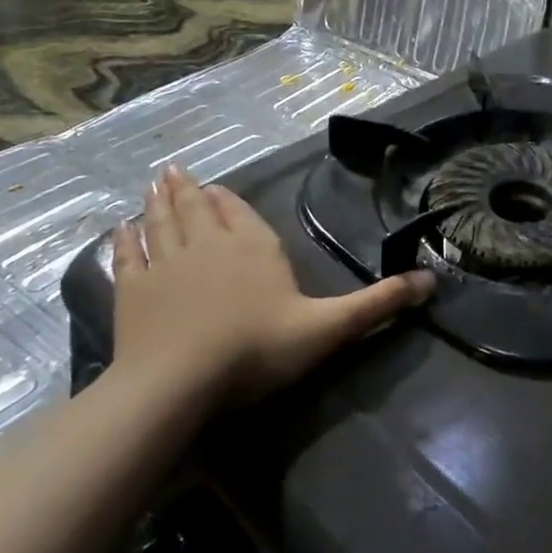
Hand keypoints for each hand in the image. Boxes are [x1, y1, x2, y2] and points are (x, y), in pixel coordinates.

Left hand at [110, 166, 432, 405]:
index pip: (239, 214)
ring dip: (156, 203)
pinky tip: (119, 229)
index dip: (226, 201)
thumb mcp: (329, 328)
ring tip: (152, 183)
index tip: (213, 187)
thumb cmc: (258, 349)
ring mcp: (165, 266)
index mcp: (254, 248)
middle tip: (173, 170)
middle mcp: (208, 246)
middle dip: (187, 190)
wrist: (179, 382)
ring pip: (160, 224)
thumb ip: (378, 304)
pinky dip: (124, 240)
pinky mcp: (132, 292)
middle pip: (195, 210)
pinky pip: (127, 256)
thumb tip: (432, 281)